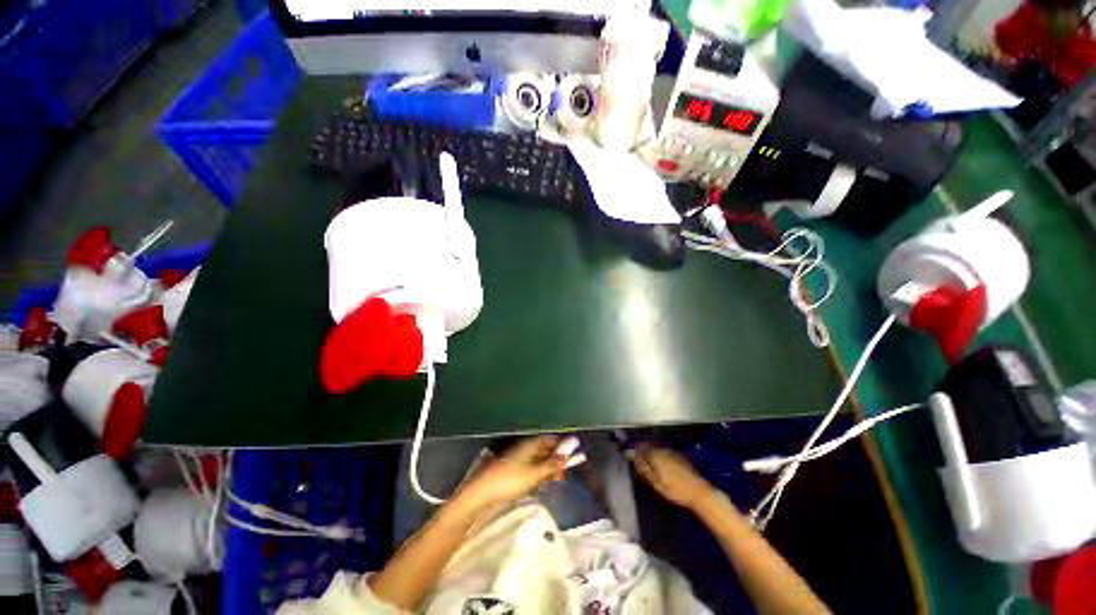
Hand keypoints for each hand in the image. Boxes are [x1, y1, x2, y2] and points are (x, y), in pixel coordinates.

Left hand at [456, 436, 568, 509]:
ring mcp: (519, 459)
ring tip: (555, 481)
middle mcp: (525, 448)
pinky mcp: (514, 471)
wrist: (483, 492)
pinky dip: (539, 475)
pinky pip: (531, 469)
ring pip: (539, 461)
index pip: (550, 440)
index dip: (561, 447)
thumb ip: (552, 465)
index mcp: (530, 444)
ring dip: (548, 469)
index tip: (571, 457)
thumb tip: (567, 455)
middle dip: (555, 460)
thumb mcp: (535, 474)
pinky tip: (542, 484)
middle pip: (545, 450)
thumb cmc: (510, 480)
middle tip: (564, 474)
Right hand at [632, 444, 715, 509]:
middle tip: (640, 457)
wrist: (698, 492)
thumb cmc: (675, 490)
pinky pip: (666, 451)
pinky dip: (661, 454)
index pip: (641, 448)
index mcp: (655, 455)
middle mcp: (663, 450)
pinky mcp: (680, 456)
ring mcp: (672, 452)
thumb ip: (645, 468)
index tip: (632, 455)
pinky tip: (662, 462)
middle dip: (644, 449)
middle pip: (650, 446)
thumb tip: (635, 458)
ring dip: (652, 451)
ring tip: (650, 460)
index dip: (636, 451)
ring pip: (658, 448)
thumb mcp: (656, 482)